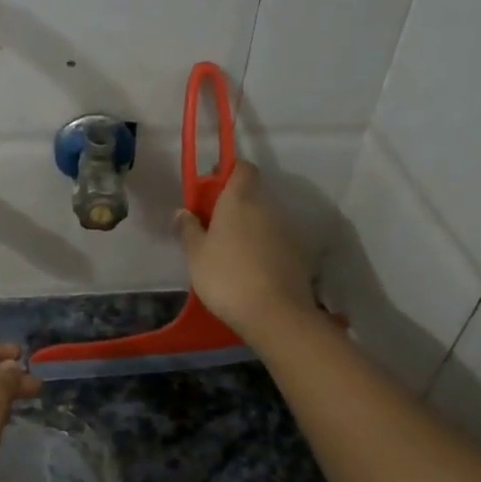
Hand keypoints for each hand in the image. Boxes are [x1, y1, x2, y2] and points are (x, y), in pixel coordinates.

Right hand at [175, 162, 315, 342]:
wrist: (275, 313)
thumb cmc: (226, 277)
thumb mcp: (195, 255)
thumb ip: (188, 229)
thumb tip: (183, 212)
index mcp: (240, 199)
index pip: (242, 168)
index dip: (227, 172)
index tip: (211, 189)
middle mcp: (267, 207)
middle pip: (252, 194)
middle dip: (234, 205)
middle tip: (212, 227)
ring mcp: (286, 230)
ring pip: (264, 219)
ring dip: (249, 228)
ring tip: (230, 253)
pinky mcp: (298, 254)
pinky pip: (275, 241)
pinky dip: (263, 248)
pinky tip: (250, 270)